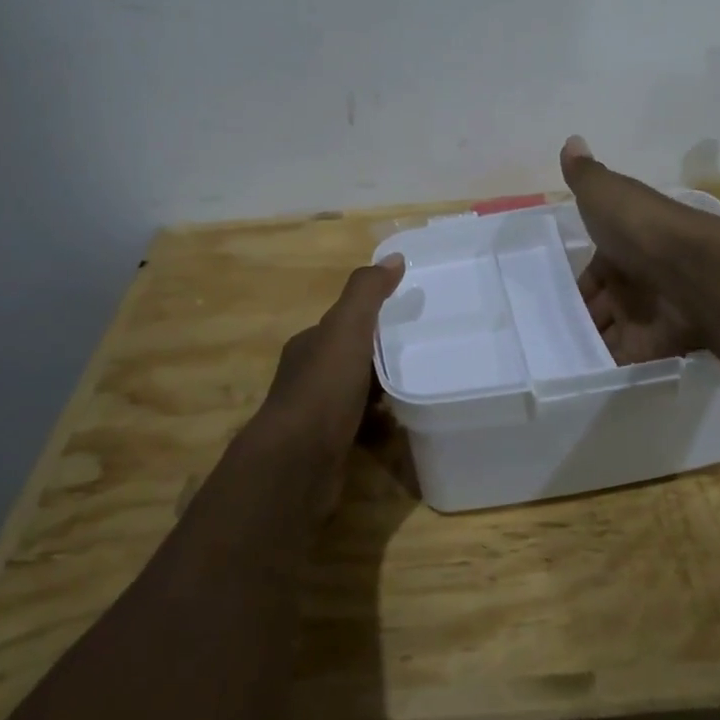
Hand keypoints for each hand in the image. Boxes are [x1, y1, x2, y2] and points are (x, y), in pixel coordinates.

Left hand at [255, 255, 403, 513]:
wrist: (297, 461)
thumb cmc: (323, 388)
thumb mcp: (347, 328)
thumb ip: (367, 292)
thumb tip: (393, 258)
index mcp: (309, 345)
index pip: (343, 324)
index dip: (372, 319)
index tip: (406, 319)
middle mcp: (308, 375)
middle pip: (350, 358)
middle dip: (380, 356)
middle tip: (421, 353)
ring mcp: (316, 414)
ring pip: (355, 393)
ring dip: (381, 390)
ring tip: (419, 386)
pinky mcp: (328, 446)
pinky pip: (360, 425)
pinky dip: (379, 423)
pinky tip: (402, 424)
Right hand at [561, 136, 704, 364]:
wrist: (697, 271)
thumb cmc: (642, 228)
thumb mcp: (605, 193)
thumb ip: (585, 175)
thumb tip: (571, 140)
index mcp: (624, 245)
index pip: (594, 269)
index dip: (575, 283)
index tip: (549, 297)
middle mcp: (637, 280)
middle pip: (602, 303)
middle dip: (579, 316)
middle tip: (545, 332)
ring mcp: (648, 313)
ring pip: (610, 331)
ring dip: (588, 342)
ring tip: (552, 357)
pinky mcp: (656, 345)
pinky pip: (625, 359)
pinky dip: (604, 366)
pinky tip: (576, 373)